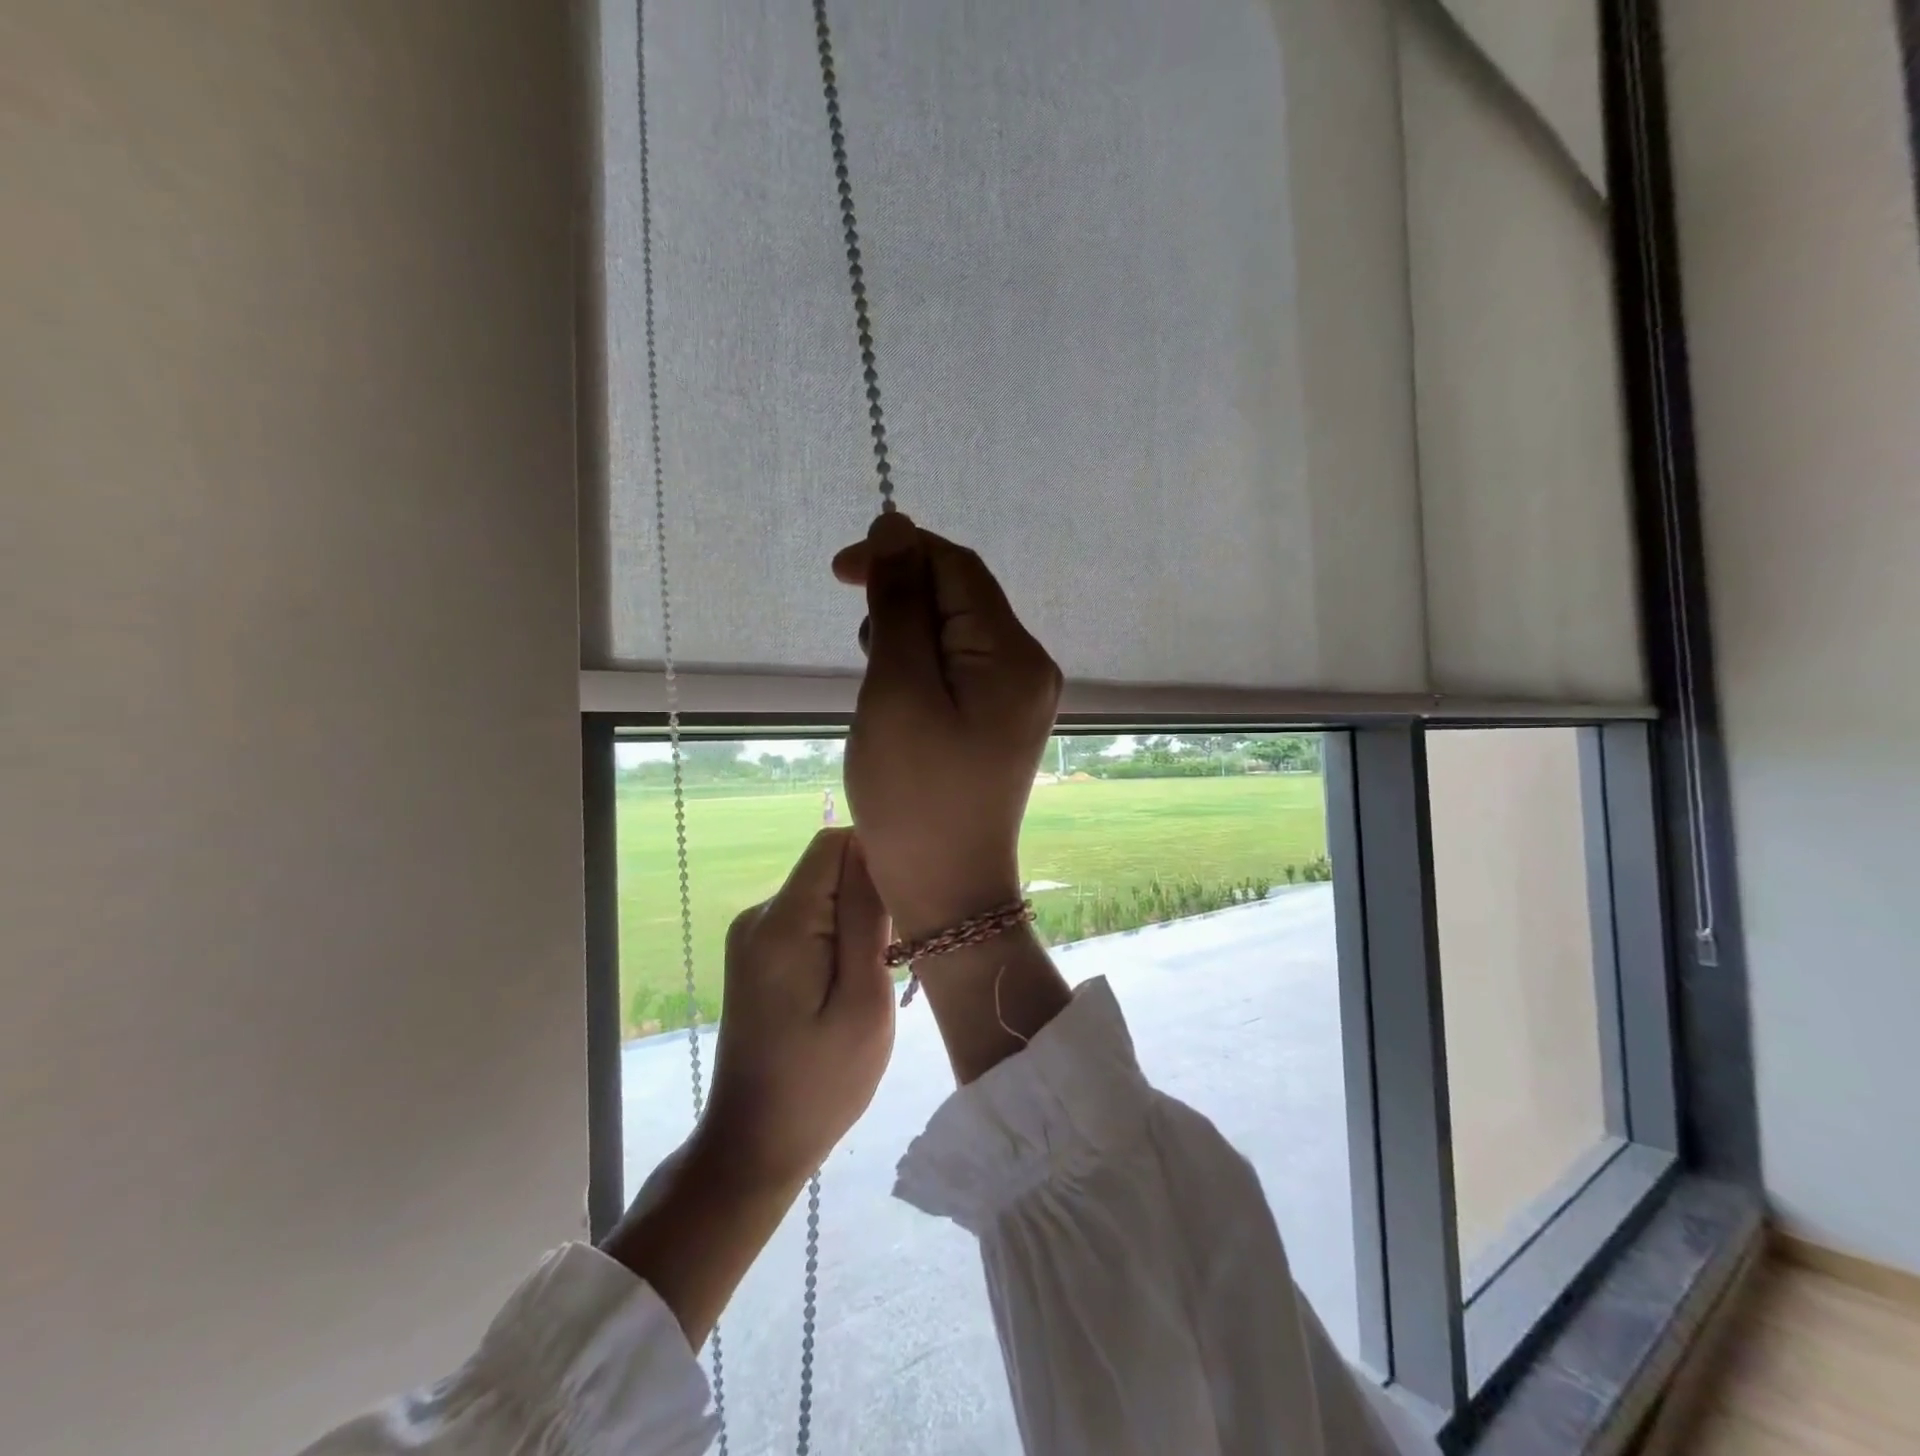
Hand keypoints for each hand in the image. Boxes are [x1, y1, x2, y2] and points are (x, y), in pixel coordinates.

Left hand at [696, 827, 894, 1191]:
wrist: (754, 1144)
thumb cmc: (821, 1083)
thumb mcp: (863, 1001)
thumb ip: (865, 917)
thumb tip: (873, 847)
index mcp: (782, 923)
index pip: (834, 843)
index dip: (877, 854)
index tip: (908, 895)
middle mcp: (759, 915)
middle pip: (827, 865)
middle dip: (869, 889)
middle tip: (898, 943)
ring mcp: (753, 934)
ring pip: (821, 891)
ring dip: (855, 915)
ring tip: (878, 966)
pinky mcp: (757, 953)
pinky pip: (807, 917)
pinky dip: (836, 933)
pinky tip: (851, 976)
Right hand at [833, 512, 1062, 939]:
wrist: (948, 889)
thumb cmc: (915, 795)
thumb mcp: (898, 691)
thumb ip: (900, 606)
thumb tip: (897, 528)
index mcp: (1013, 654)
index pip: (958, 568)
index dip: (900, 552)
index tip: (840, 571)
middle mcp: (1027, 666)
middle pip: (960, 597)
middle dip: (902, 603)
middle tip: (864, 655)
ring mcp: (1017, 696)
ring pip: (954, 631)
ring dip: (906, 636)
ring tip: (878, 686)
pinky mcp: (998, 720)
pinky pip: (957, 668)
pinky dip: (919, 668)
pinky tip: (896, 701)